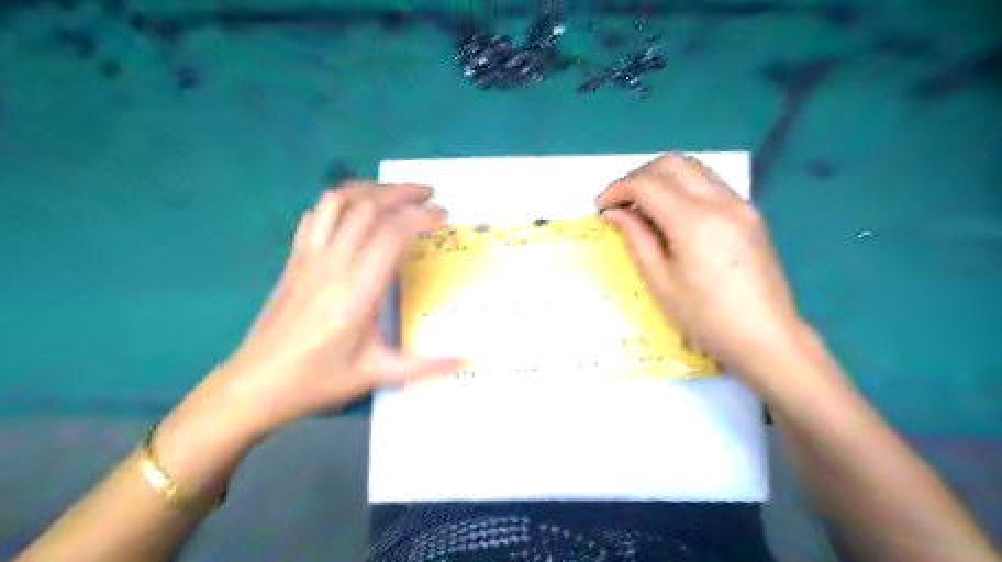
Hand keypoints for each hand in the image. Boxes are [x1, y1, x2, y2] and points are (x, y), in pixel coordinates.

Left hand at [163, 184, 460, 447]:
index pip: (391, 233)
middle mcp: (331, 264)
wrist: (254, 386)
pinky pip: (317, 215)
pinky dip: (340, 202)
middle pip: (366, 206)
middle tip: (430, 195)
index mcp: (356, 291)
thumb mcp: (376, 374)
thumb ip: (426, 365)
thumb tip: (467, 362)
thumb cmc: (317, 380)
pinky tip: (356, 212)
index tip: (444, 217)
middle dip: (402, 192)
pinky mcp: (294, 259)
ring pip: (337, 201)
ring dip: (371, 189)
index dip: (420, 217)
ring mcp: (308, 258)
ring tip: (396, 194)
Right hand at [594, 152, 804, 386]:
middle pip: (671, 164)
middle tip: (618, 202)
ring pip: (693, 168)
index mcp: (694, 221)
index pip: (647, 184)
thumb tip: (612, 213)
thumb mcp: (660, 282)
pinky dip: (682, 188)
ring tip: (641, 207)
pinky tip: (670, 214)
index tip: (599, 207)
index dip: (617, 190)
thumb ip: (635, 238)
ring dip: (661, 178)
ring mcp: (740, 204)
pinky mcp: (749, 214)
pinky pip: (709, 184)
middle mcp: (720, 201)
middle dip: (638, 176)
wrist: (766, 338)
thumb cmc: (705, 318)